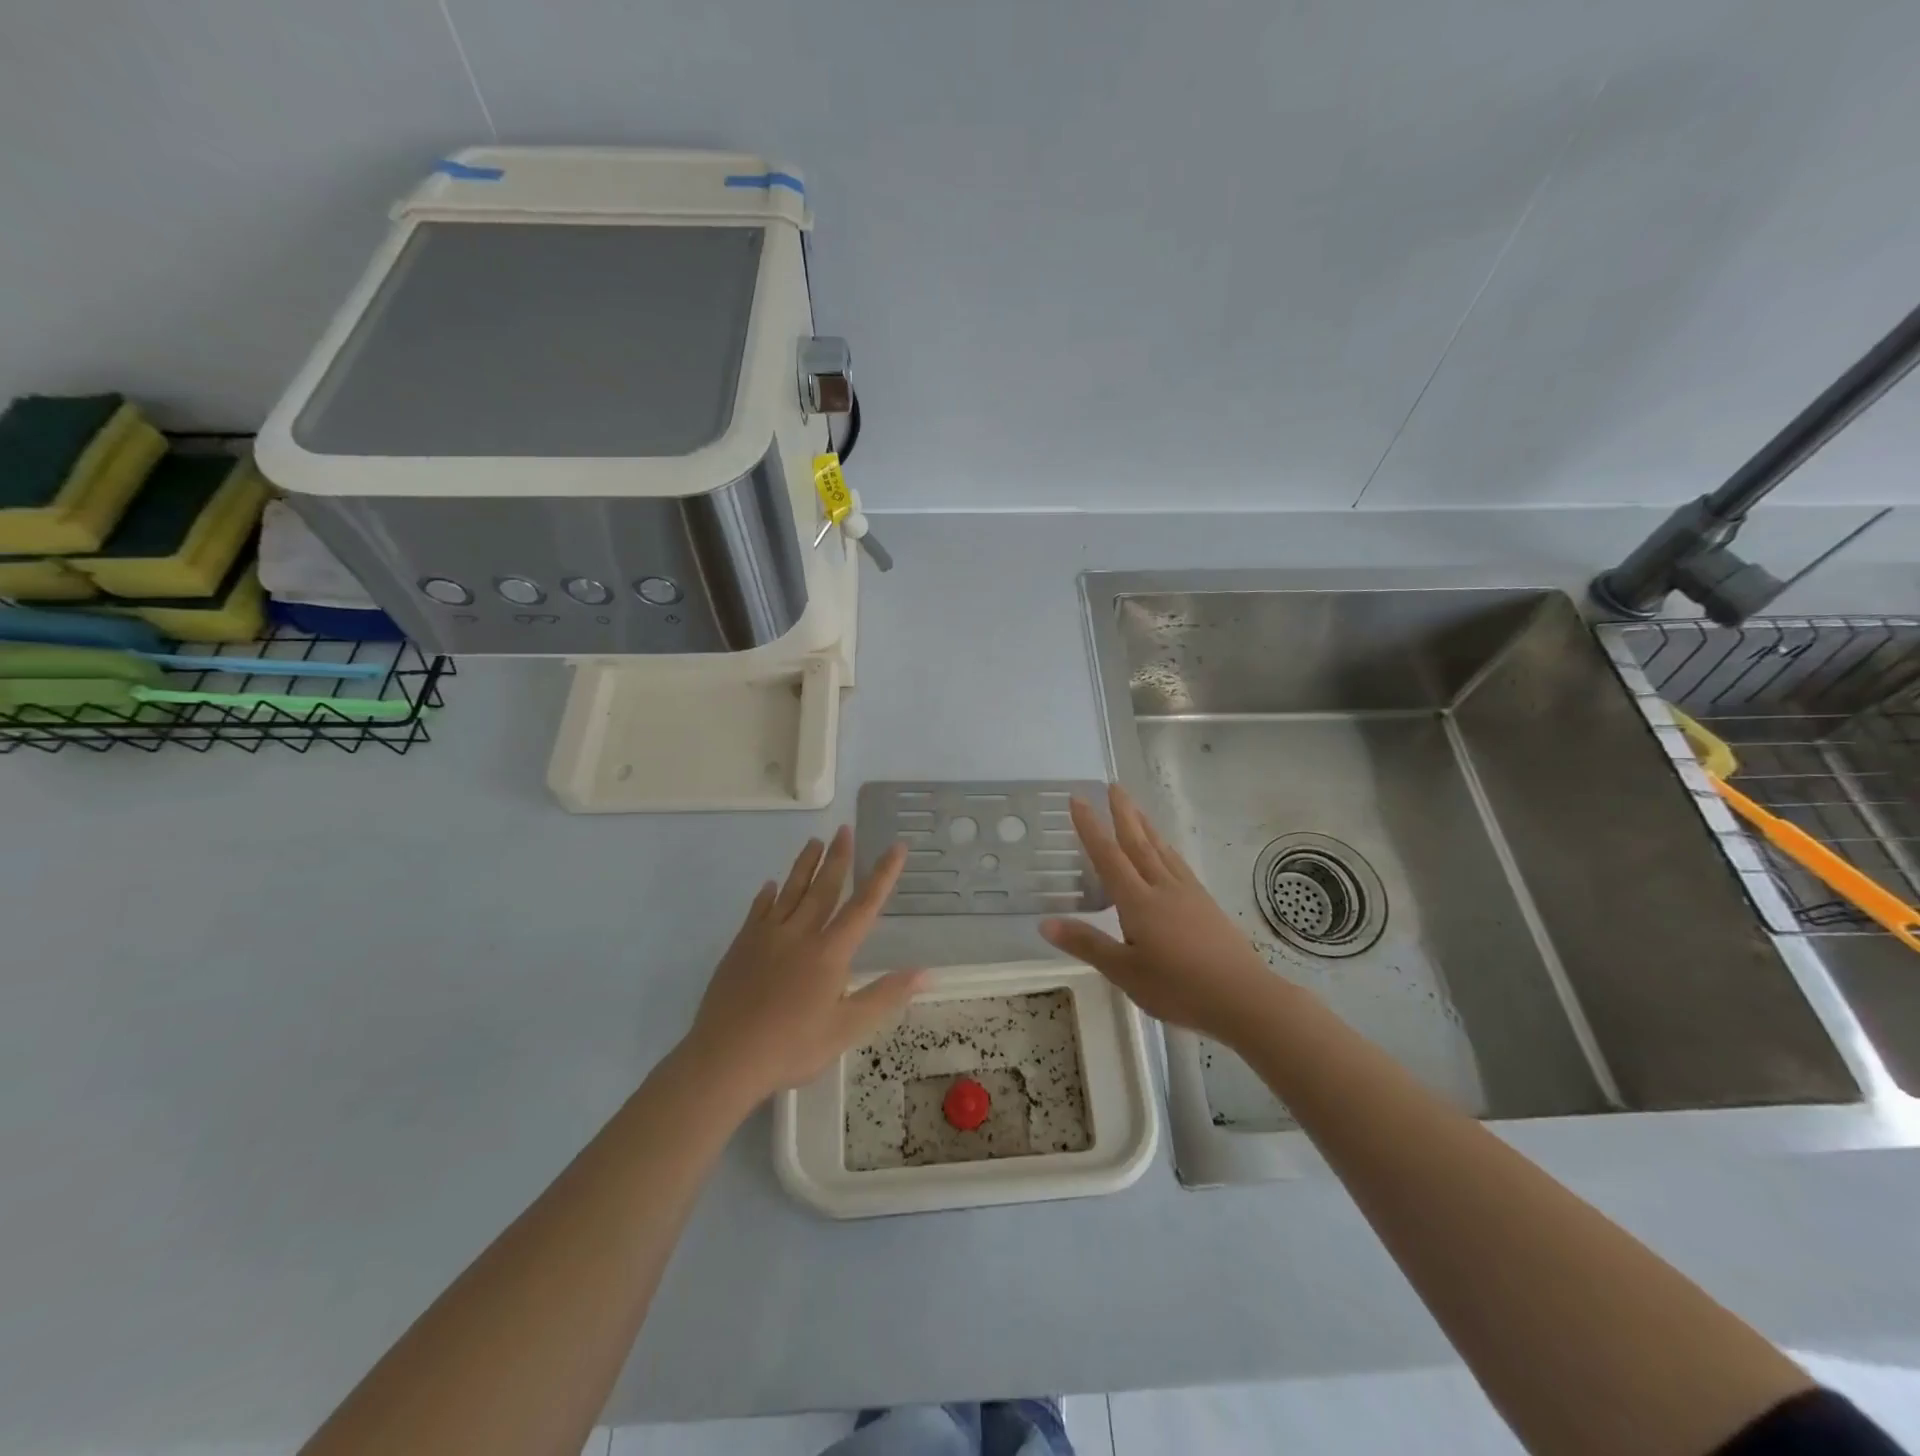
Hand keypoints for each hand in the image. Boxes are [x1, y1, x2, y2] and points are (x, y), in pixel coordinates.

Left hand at [682, 827, 925, 1106]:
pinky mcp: (741, 947)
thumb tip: (926, 972)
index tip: (896, 847)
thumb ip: (885, 995)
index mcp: (830, 952)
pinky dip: (767, 895)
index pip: (864, 906)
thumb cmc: (792, 1047)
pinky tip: (770, 885)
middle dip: (838, 857)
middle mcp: (800, 934)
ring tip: (814, 842)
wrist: (726, 1059)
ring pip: (790, 891)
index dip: (883, 875)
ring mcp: (767, 937)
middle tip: (844, 829)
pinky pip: (758, 911)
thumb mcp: (847, 1028)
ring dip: (805, 865)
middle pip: (824, 888)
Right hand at [1040, 784, 1282, 1043]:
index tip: (1078, 799)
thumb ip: (1087, 944)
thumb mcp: (1125, 972)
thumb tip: (1045, 922)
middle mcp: (1162, 887)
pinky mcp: (1205, 903)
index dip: (1090, 827)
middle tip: (1113, 786)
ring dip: (1145, 825)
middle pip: (1138, 842)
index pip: (1108, 856)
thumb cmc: (1179, 988)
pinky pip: (1178, 863)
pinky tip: (1167, 851)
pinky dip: (1165, 848)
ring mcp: (1187, 893)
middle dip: (1123, 813)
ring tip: (1135, 808)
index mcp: (1138, 901)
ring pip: (1161, 849)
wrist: (1244, 998)